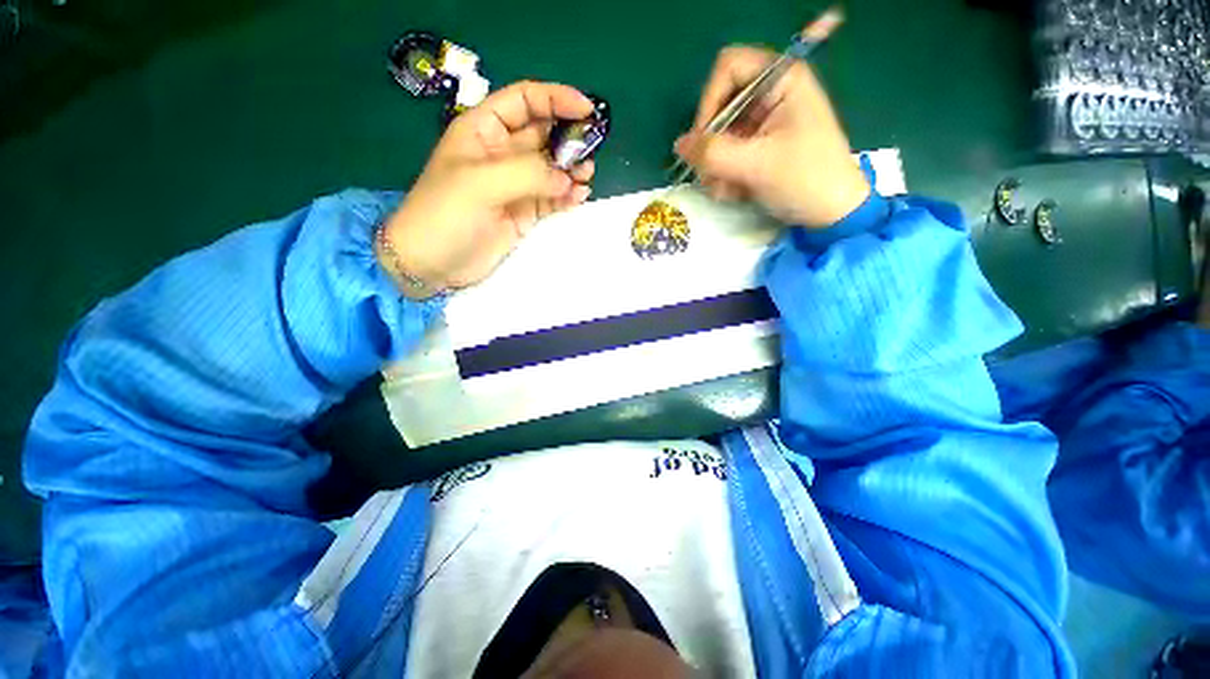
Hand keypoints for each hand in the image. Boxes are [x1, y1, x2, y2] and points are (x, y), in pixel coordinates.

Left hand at [381, 81, 595, 296]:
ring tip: (586, 177)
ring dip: (572, 169)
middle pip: (544, 134)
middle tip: (590, 152)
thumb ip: (528, 174)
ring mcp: (516, 186)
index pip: (524, 101)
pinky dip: (568, 196)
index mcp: (484, 130)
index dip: (556, 98)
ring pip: (552, 168)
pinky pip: (552, 198)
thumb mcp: (481, 183)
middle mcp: (502, 154)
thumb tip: (568, 177)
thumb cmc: (446, 214)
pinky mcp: (524, 213)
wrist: (433, 263)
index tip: (586, 110)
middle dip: (569, 138)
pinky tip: (579, 197)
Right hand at [674, 46, 869, 227]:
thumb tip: (679, 144)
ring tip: (727, 191)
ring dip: (717, 167)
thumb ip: (713, 153)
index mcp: (782, 80)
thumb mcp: (756, 166)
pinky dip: (726, 174)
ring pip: (720, 136)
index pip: (729, 67)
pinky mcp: (760, 145)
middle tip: (712, 176)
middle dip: (712, 146)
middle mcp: (771, 95)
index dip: (709, 101)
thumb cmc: (804, 180)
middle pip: (720, 107)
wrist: (831, 212)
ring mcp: (764, 122)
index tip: (702, 140)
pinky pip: (728, 153)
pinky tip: (736, 192)